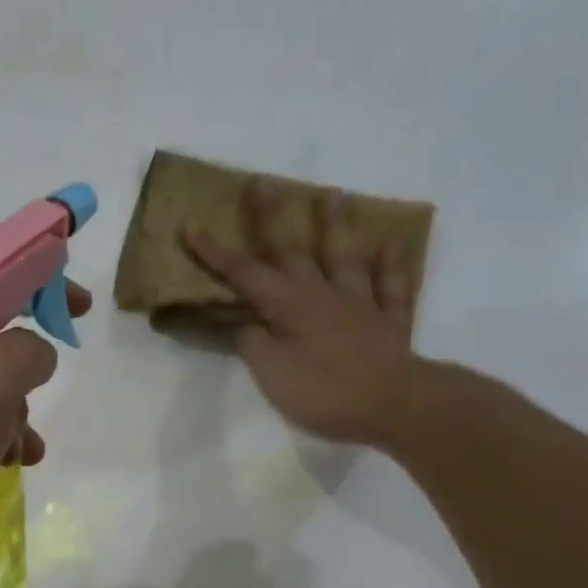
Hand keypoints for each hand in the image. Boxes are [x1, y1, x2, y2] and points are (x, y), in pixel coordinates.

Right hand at [184, 179, 420, 449]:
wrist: (396, 405)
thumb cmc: (326, 392)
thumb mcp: (272, 374)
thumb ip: (252, 343)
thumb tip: (244, 322)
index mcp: (289, 306)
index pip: (244, 274)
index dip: (215, 252)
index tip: (191, 226)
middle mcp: (323, 295)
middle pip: (292, 251)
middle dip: (271, 218)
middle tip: (262, 182)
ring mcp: (360, 305)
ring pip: (345, 257)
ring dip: (336, 225)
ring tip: (334, 193)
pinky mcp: (389, 323)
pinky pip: (392, 287)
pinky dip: (391, 266)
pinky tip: (392, 246)